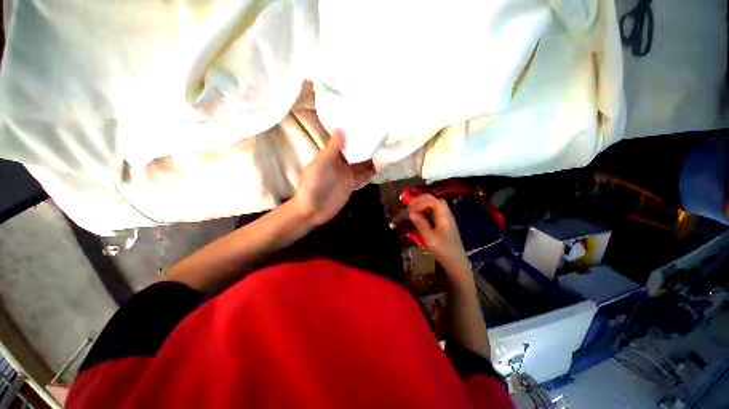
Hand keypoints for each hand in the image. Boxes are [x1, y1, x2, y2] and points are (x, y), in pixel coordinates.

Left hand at [293, 129, 374, 225]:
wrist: (312, 210)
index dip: (353, 134)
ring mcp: (347, 174)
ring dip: (371, 157)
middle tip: (381, 134)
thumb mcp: (321, 164)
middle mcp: (340, 162)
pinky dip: (372, 171)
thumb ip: (332, 148)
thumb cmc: (313, 184)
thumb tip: (340, 128)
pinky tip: (382, 164)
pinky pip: (364, 175)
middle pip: (355, 151)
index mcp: (330, 155)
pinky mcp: (352, 184)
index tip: (366, 124)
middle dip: (365, 145)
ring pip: (361, 163)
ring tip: (385, 147)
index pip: (344, 141)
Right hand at [408, 194, 471, 283]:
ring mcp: (447, 219)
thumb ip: (421, 223)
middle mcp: (447, 215)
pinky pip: (435, 212)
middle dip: (422, 201)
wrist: (456, 263)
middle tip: (410, 206)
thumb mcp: (429, 238)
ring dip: (424, 205)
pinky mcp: (445, 224)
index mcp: (445, 217)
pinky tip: (420, 215)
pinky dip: (427, 211)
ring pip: (436, 206)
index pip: (434, 201)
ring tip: (413, 210)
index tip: (411, 208)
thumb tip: (411, 213)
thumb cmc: (443, 251)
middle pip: (436, 201)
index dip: (421, 202)